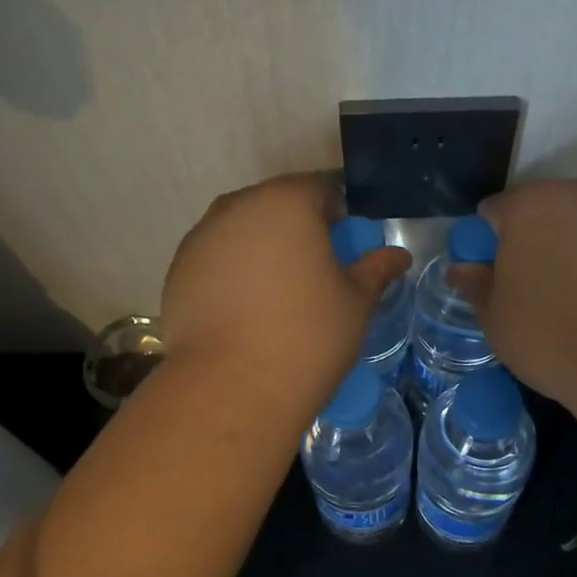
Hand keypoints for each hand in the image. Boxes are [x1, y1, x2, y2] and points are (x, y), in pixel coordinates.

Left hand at [161, 173, 410, 392]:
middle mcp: (237, 207)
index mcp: (286, 202)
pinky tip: (245, 311)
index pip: (319, 188)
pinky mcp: (177, 271)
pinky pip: (215, 258)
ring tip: (277, 293)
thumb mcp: (355, 302)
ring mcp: (201, 238)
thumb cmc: (307, 335)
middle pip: (275, 205)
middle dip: (297, 228)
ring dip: (261, 249)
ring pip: (241, 230)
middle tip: (315, 270)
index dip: (337, 213)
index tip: (345, 245)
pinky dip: (232, 272)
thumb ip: (376, 269)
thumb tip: (398, 255)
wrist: (231, 387)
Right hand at [451, 180, 576, 406]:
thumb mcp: (496, 318)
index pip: (495, 211)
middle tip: (541, 286)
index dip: (491, 242)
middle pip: (547, 210)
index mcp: (529, 206)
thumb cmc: (553, 336)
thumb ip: (477, 284)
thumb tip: (462, 268)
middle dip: (540, 238)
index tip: (499, 275)